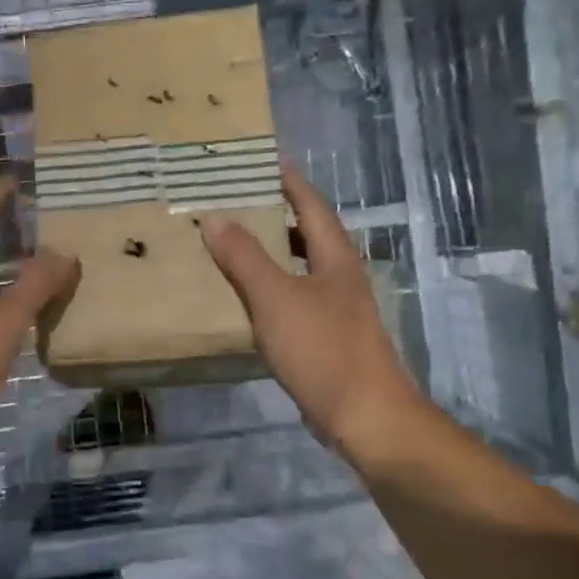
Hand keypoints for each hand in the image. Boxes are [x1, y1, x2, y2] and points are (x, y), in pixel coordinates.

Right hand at [199, 163, 431, 467]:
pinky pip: (294, 298)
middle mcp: (340, 277)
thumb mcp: (275, 297)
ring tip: (234, 243)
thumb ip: (244, 258)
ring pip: (301, 267)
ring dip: (272, 252)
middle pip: (308, 234)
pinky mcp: (327, 337)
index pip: (311, 206)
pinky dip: (271, 287)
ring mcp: (336, 309)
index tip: (263, 162)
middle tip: (237, 201)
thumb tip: (214, 218)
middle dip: (276, 215)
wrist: (364, 416)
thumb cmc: (322, 348)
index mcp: (335, 258)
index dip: (290, 182)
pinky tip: (247, 297)